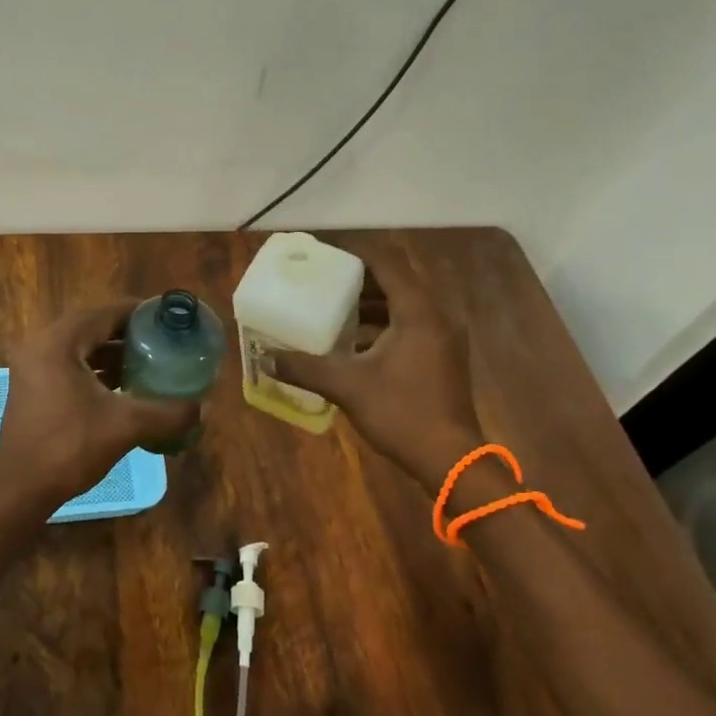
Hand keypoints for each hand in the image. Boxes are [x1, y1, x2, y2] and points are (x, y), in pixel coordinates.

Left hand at [0, 301, 199, 531]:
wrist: (21, 490)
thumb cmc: (69, 448)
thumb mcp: (125, 426)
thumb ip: (167, 413)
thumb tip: (204, 407)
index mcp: (57, 342)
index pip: (104, 313)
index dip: (138, 312)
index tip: (167, 317)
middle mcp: (40, 345)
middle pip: (92, 326)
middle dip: (127, 333)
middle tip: (161, 339)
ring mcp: (32, 366)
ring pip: (80, 347)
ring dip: (111, 352)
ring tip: (148, 361)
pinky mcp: (32, 386)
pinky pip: (69, 364)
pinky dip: (95, 368)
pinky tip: (123, 385)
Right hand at [271, 240, 481, 488]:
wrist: (451, 460)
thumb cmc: (402, 413)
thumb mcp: (347, 386)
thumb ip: (305, 367)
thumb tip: (264, 358)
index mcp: (418, 312)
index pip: (387, 265)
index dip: (356, 255)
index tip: (325, 254)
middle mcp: (437, 316)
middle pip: (396, 282)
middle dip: (360, 279)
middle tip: (324, 280)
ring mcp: (444, 338)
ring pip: (404, 305)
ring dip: (372, 303)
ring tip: (334, 308)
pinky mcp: (443, 356)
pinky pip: (411, 325)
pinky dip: (384, 324)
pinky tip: (355, 342)